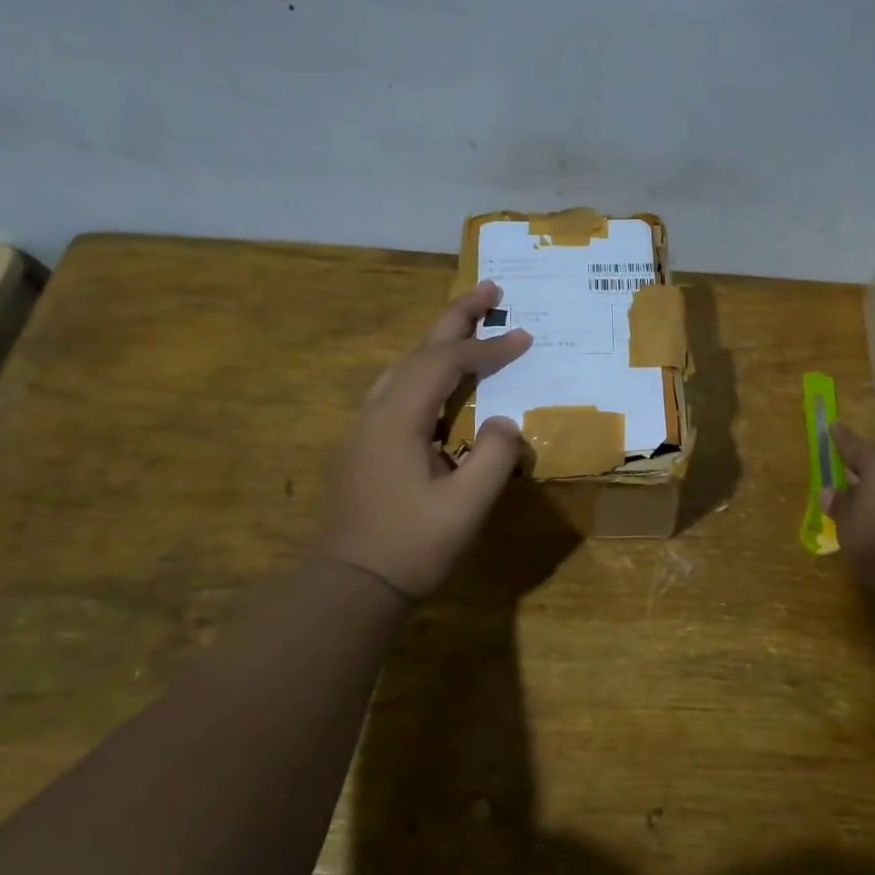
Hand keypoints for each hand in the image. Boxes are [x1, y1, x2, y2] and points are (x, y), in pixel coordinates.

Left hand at [315, 281, 531, 597]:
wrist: (349, 585)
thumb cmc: (410, 547)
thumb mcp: (465, 507)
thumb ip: (494, 458)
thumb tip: (505, 422)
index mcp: (398, 420)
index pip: (447, 365)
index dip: (488, 348)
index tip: (525, 336)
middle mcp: (375, 412)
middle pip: (418, 350)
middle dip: (456, 317)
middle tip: (490, 288)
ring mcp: (363, 428)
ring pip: (403, 368)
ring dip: (438, 343)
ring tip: (470, 327)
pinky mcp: (363, 446)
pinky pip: (397, 391)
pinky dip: (426, 372)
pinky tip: (442, 385)